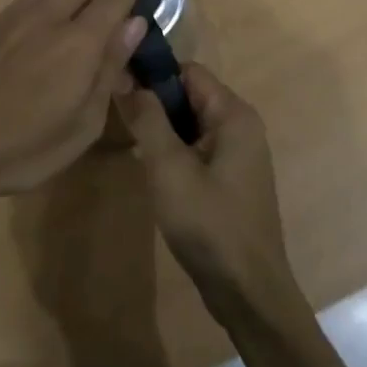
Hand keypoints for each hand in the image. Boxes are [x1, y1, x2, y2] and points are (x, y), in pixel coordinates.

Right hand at [117, 62, 297, 315]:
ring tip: (129, 143)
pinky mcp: (230, 179)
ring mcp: (238, 154)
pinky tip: (151, 171)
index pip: (187, 71)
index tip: (118, 86)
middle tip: (118, 119)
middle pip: (188, 95)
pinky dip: (173, 153)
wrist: (249, 295)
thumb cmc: (210, 224)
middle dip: (154, 105)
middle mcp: (240, 126)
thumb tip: (125, 76)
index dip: (152, 75)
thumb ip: (146, 118)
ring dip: (161, 131)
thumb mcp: (169, 168)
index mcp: (233, 114)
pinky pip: (196, 149)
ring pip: (189, 124)